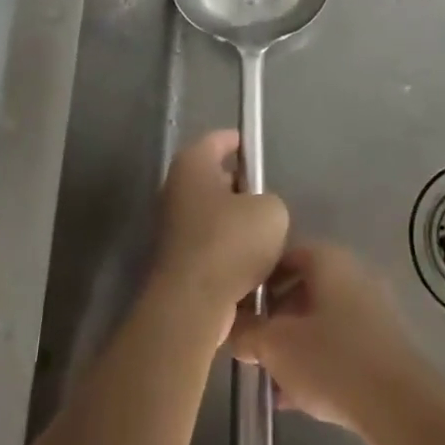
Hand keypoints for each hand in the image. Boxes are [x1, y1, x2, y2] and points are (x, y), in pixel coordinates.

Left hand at [149, 130, 287, 341]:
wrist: (193, 304)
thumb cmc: (230, 242)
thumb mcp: (272, 210)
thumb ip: (269, 200)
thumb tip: (259, 210)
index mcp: (193, 164)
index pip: (218, 140)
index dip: (241, 143)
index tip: (260, 152)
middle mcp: (176, 188)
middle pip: (215, 178)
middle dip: (242, 187)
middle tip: (268, 199)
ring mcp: (172, 225)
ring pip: (213, 213)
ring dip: (236, 222)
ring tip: (265, 235)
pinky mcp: (177, 258)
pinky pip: (209, 243)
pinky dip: (227, 250)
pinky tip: (251, 264)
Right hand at [228, 243, 432, 440]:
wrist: (402, 409)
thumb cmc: (333, 361)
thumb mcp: (276, 346)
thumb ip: (246, 332)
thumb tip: (230, 326)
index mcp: (328, 260)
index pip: (282, 254)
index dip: (255, 277)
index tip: (235, 304)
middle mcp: (353, 275)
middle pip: (301, 287)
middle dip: (272, 316)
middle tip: (248, 343)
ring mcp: (371, 311)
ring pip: (319, 320)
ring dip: (292, 345)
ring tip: (266, 376)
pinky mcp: (382, 347)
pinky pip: (338, 345)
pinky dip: (315, 362)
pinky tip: (292, 398)